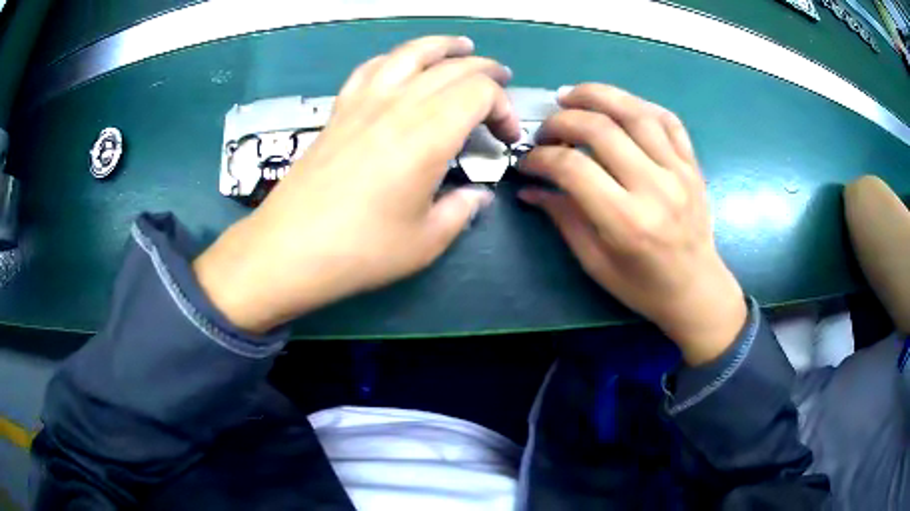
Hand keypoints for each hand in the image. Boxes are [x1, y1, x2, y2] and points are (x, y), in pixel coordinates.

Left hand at [194, 36, 519, 333]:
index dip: (504, 109)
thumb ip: (460, 211)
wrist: (289, 248)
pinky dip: (395, 59)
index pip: (479, 93)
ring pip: (410, 53)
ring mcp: (364, 102)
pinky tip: (401, 64)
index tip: (506, 139)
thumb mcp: (425, 242)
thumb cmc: (361, 250)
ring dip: (442, 46)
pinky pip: (371, 68)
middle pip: (452, 67)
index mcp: (428, 134)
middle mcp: (398, 105)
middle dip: (486, 72)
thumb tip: (476, 196)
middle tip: (502, 83)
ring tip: (461, 46)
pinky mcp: (339, 110)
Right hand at [518, 84, 745, 364]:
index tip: (528, 160)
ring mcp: (678, 171)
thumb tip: (530, 188)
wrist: (696, 289)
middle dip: (562, 120)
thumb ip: (563, 218)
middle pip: (600, 128)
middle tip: (546, 129)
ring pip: (635, 112)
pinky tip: (619, 105)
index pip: (572, 167)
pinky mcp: (692, 165)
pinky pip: (667, 119)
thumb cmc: (643, 286)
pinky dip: (639, 104)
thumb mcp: (595, 262)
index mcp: (625, 220)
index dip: (541, 157)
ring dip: (598, 95)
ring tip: (571, 95)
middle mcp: (654, 187)